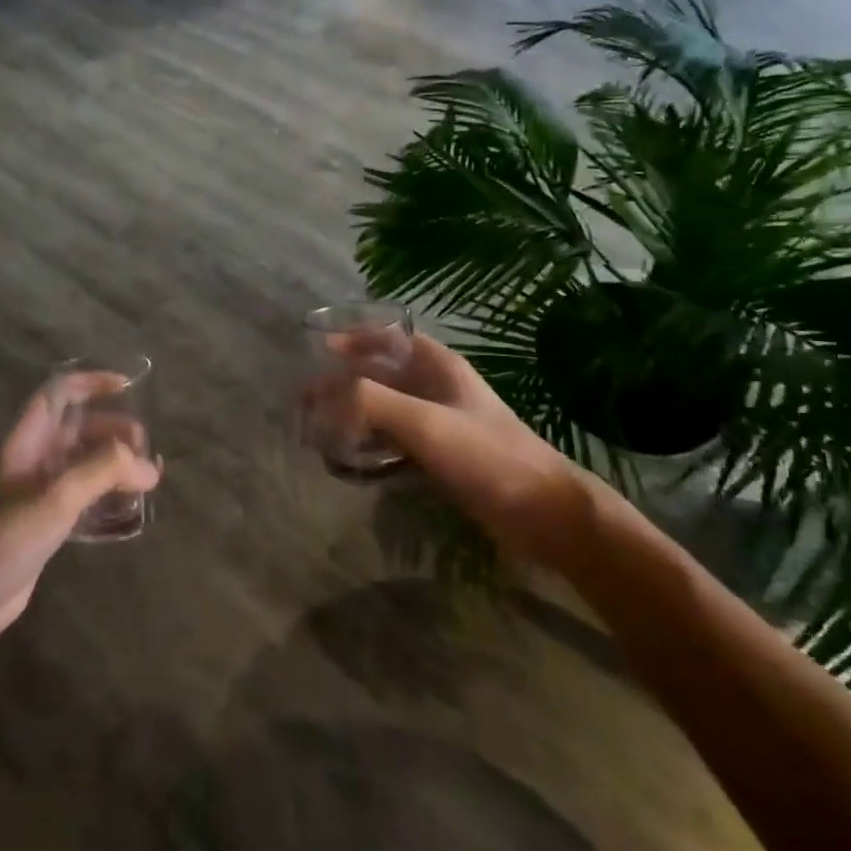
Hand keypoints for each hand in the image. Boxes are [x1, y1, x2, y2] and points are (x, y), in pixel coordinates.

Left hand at [0, 379, 161, 648]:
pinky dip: (105, 496)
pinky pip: (80, 498)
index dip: (92, 382)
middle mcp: (30, 459)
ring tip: (147, 478)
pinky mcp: (41, 524)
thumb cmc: (3, 536)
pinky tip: (128, 509)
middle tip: (146, 451)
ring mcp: (34, 493)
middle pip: (77, 428)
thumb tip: (150, 467)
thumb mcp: (57, 496)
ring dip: (113, 465)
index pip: (59, 393)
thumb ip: (104, 471)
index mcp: (25, 440)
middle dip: (113, 431)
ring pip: (81, 464)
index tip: (128, 387)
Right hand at [340, 333, 587, 563]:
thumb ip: (371, 401)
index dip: (355, 337)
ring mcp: (439, 422)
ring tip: (319, 428)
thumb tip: (322, 397)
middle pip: (381, 372)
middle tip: (307, 398)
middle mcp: (436, 387)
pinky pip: (394, 439)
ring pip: (385, 407)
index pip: (389, 336)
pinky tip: (351, 457)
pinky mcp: (440, 456)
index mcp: (438, 366)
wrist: (543, 514)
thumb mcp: (426, 422)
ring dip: (354, 413)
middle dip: (344, 381)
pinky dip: (370, 442)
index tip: (320, 349)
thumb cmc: (486, 456)